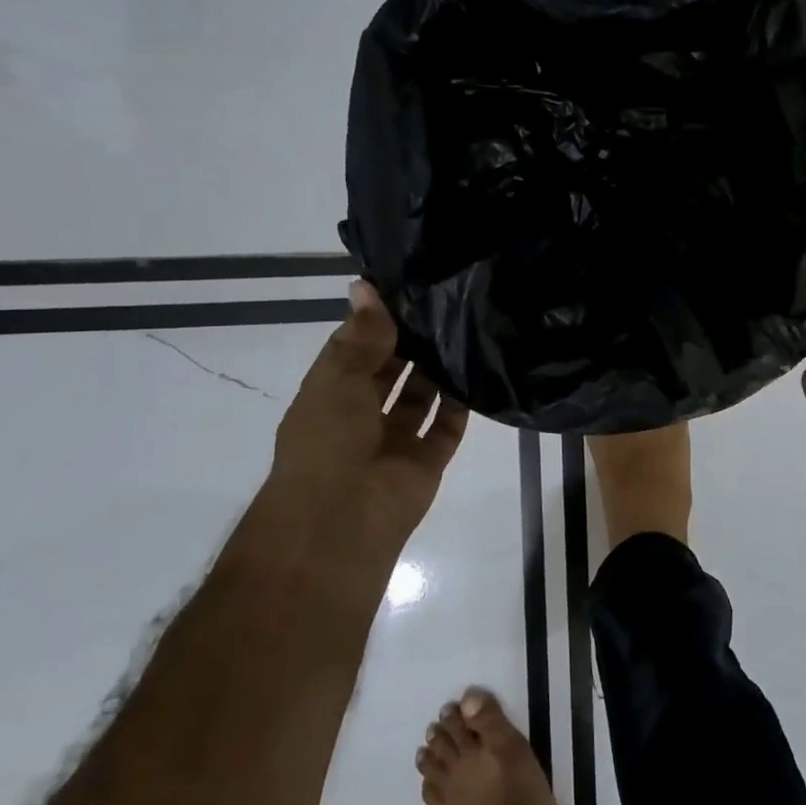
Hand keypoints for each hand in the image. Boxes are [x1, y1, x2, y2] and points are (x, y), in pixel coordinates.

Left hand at [268, 280, 468, 559]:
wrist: (343, 518)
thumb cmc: (328, 440)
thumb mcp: (339, 378)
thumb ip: (361, 336)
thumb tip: (365, 286)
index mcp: (329, 396)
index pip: (354, 351)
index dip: (375, 322)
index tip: (406, 289)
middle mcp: (360, 417)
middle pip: (390, 373)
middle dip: (410, 345)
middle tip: (444, 305)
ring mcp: (394, 442)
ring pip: (420, 399)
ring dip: (436, 372)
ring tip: (464, 331)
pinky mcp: (426, 462)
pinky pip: (445, 427)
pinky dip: (459, 405)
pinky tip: (477, 372)